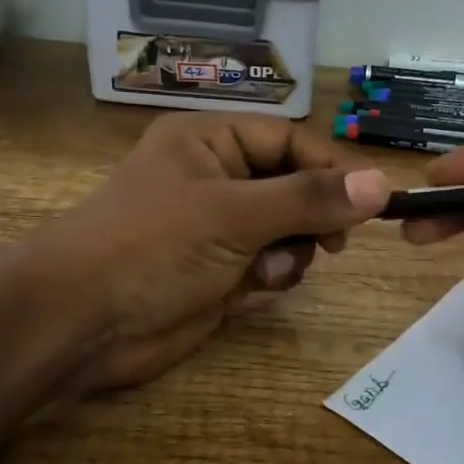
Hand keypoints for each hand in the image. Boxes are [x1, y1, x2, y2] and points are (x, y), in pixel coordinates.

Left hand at [31, 112, 389, 393]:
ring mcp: (218, 227)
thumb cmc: (154, 246)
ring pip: (288, 230)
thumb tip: (381, 185)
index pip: (290, 141)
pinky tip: (255, 288)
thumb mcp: (234, 213)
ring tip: (270, 270)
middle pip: (294, 186)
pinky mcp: (219, 271)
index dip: (332, 169)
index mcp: (211, 142)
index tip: (372, 201)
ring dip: (292, 250)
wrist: (82, 322)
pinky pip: (269, 263)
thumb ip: (309, 199)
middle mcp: (216, 177)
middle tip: (331, 244)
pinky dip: (272, 275)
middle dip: (312, 216)